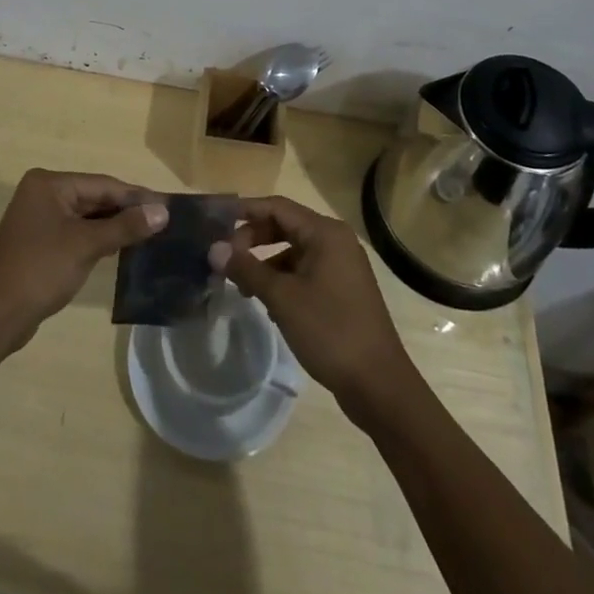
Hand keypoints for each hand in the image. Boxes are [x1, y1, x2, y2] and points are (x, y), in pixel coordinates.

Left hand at [0, 169, 166, 356]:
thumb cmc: (41, 270)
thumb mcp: (86, 245)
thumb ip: (125, 227)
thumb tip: (162, 212)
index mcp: (49, 183)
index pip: (102, 184)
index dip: (135, 195)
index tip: (167, 205)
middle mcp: (42, 193)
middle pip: (94, 197)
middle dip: (125, 210)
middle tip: (162, 221)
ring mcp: (38, 218)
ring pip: (86, 216)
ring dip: (113, 225)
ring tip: (149, 233)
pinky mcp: (39, 241)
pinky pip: (75, 231)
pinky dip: (97, 238)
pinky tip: (120, 247)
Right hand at [210, 195, 414, 411]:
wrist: (379, 386)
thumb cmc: (330, 331)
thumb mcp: (282, 298)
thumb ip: (246, 268)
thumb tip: (214, 249)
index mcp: (325, 233)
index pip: (277, 207)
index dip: (245, 211)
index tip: (216, 221)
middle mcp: (336, 241)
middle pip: (285, 226)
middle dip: (253, 239)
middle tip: (227, 258)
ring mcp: (342, 266)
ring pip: (294, 251)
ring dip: (266, 262)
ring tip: (243, 286)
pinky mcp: (343, 290)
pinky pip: (305, 271)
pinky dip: (284, 279)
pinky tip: (269, 304)